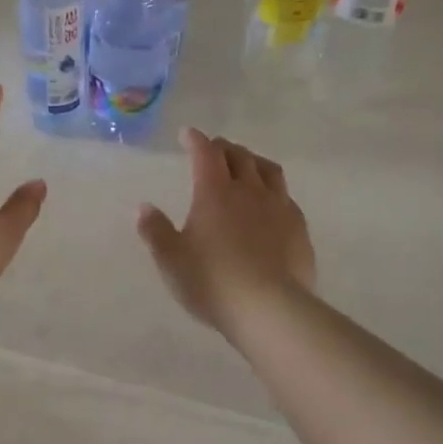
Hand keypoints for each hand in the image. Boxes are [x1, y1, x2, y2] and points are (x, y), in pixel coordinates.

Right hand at [137, 127, 314, 333]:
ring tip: (246, 165)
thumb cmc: (212, 281)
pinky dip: (273, 190)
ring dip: (252, 161)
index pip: (205, 153)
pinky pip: (286, 197)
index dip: (195, 140)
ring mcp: (278, 207)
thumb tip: (144, 207)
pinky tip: (271, 203)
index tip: (187, 134)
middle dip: (223, 148)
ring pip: (268, 170)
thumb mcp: (171, 260)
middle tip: (214, 149)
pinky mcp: (299, 228)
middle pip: (238, 156)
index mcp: (214, 192)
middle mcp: (248, 190)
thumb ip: (155, 231)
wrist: (270, 309)